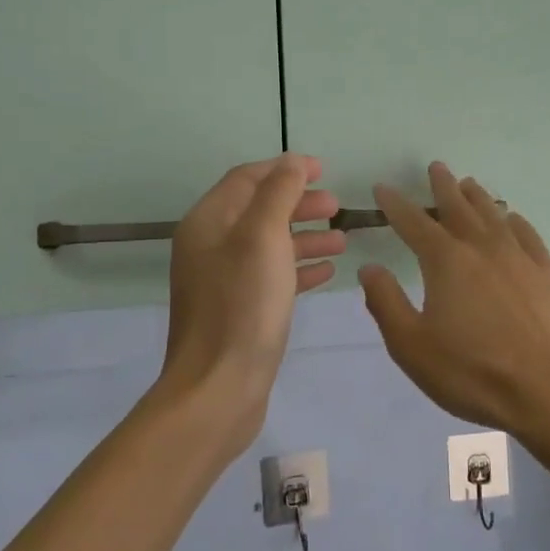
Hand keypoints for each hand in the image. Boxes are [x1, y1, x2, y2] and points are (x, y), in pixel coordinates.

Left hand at [158, 154, 344, 454]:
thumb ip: (278, 194)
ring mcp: (222, 281)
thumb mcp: (263, 237)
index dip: (284, 169)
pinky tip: (327, 271)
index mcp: (208, 222)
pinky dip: (298, 268)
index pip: (247, 179)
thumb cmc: (243, 305)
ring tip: (342, 239)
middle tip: (337, 206)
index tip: (323, 169)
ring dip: (304, 236)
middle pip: (259, 210)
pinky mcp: (238, 311)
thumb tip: (291, 162)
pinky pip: (271, 277)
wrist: (218, 388)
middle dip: (298, 203)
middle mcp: (210, 247)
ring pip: (268, 245)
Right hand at [358, 162, 549, 433]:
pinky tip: (512, 219)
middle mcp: (481, 248)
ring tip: (468, 184)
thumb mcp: (411, 345)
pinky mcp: (545, 274)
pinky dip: (515, 221)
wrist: (548, 391)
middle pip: (458, 207)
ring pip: (493, 215)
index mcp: (445, 261)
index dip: (395, 204)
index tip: (383, 189)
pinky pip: (527, 235)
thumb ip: (386, 303)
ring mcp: (518, 258)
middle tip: (435, 167)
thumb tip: (369, 268)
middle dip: (442, 186)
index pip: (413, 222)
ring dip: (477, 197)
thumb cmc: (471, 371)